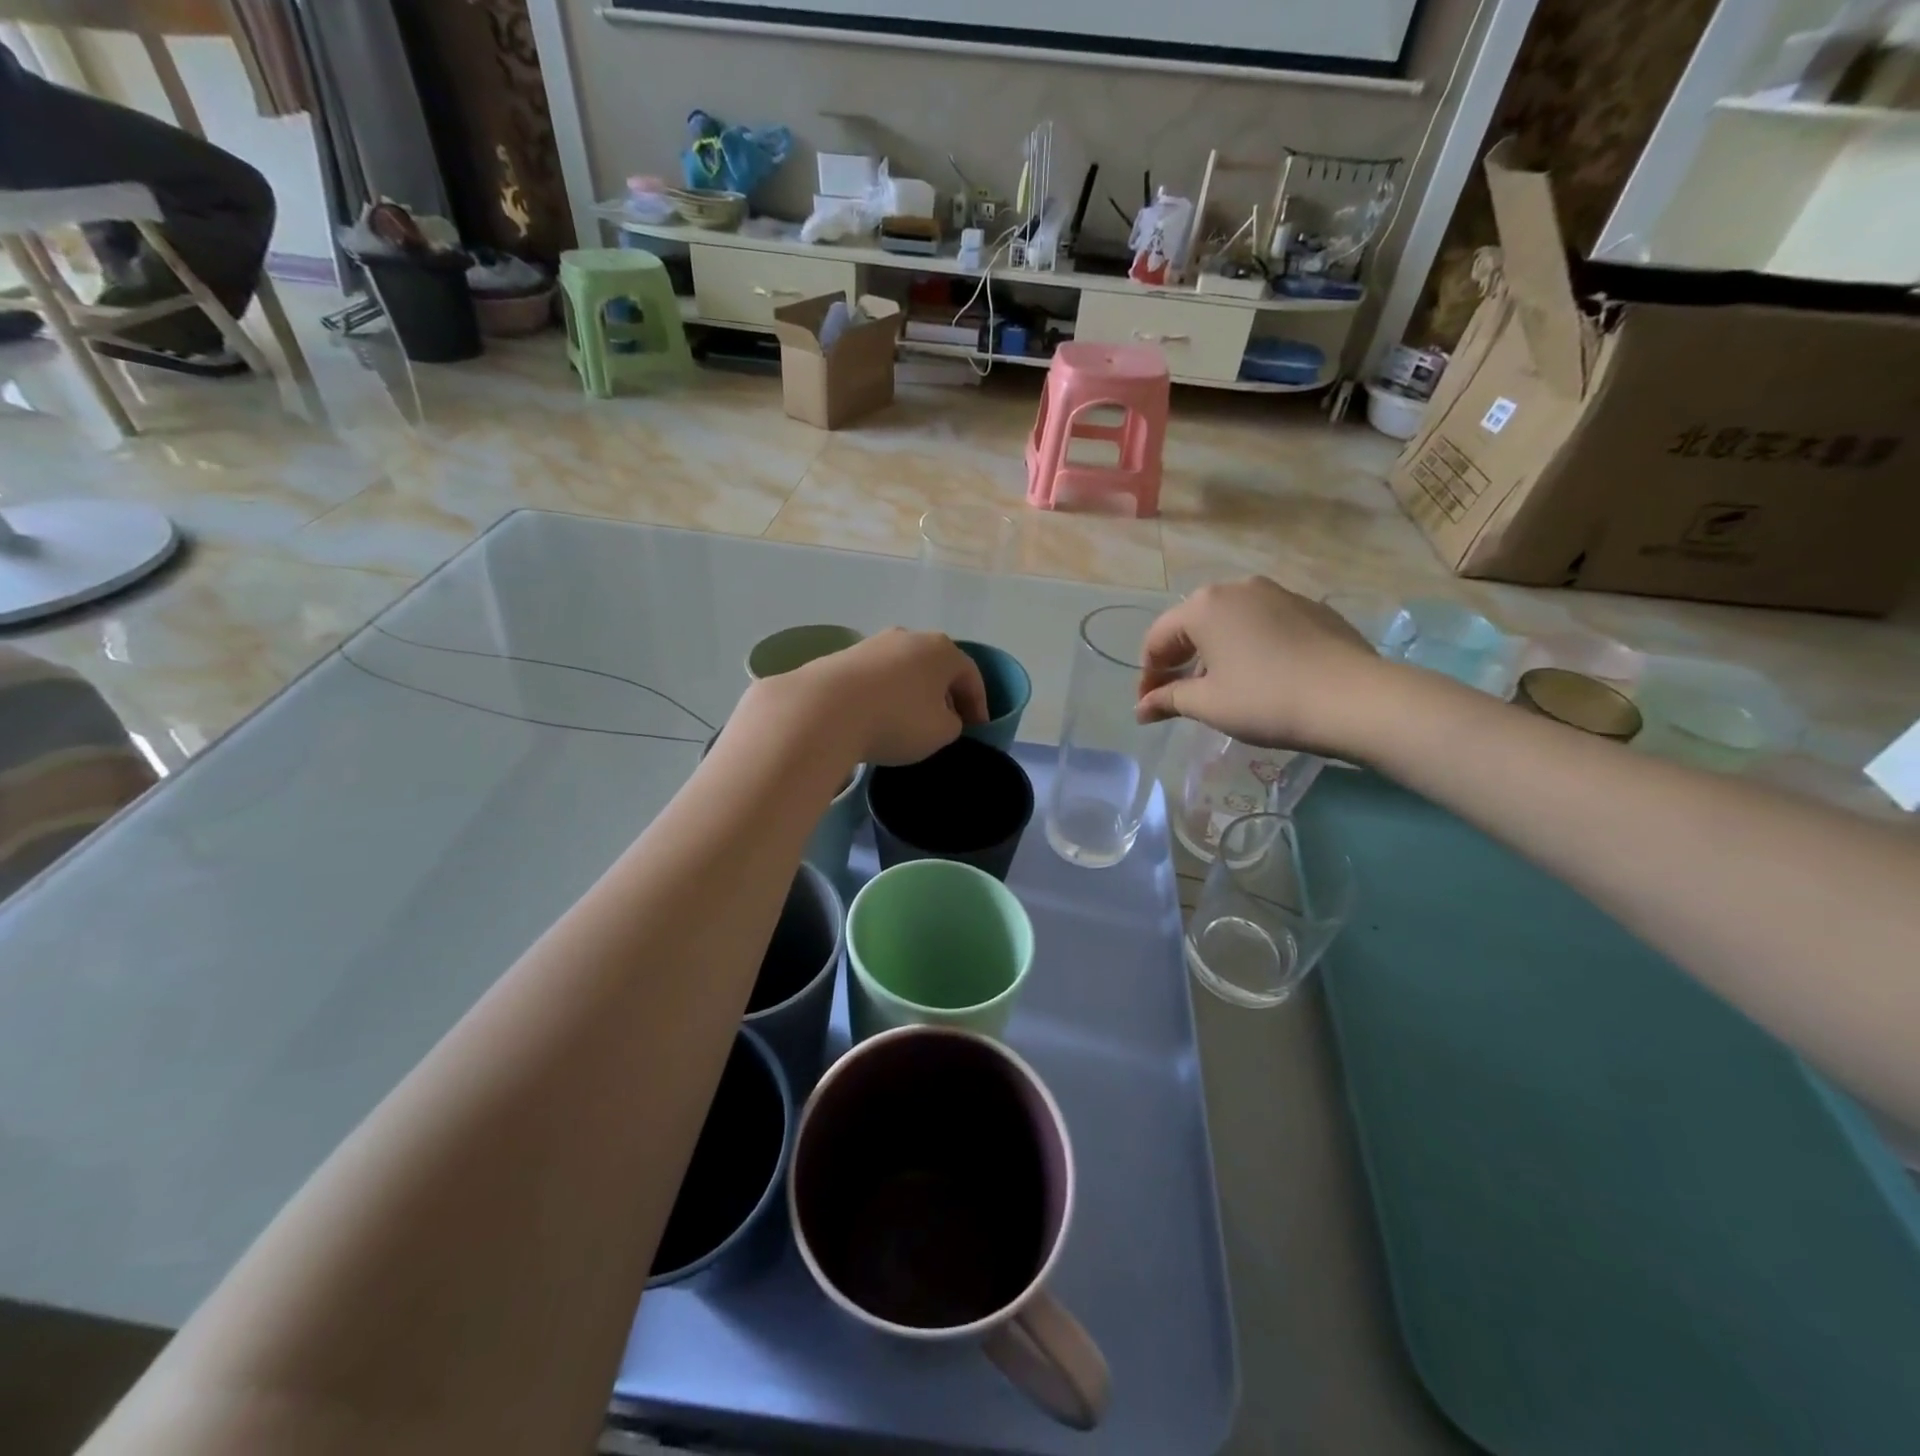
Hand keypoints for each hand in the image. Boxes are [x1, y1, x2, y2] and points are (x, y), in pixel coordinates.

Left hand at [755, 629, 987, 765]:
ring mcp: (874, 643)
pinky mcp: (844, 656)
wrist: (824, 710)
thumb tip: (942, 717)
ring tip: (910, 722)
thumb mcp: (941, 733)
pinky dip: (884, 694)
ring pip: (905, 670)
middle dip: (945, 695)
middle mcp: (910, 636)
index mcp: (942, 650)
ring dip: (913, 693)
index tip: (978, 729)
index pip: (971, 676)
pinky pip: (877, 677)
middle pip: (937, 667)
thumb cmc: (896, 720)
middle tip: (947, 723)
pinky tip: (877, 717)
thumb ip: (953, 723)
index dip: (979, 705)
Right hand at [1136, 577, 1388, 754]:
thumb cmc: (1265, 700)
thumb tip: (1141, 709)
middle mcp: (1237, 588)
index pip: (1157, 639)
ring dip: (1213, 653)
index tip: (1148, 707)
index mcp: (1205, 606)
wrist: (1353, 699)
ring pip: (1229, 623)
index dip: (1147, 676)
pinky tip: (1260, 677)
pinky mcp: (1310, 608)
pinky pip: (1263, 625)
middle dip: (1178, 662)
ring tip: (1219, 689)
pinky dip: (1248, 647)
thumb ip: (1168, 701)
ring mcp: (1278, 593)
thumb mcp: (1208, 704)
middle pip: (1192, 625)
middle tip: (1177, 697)